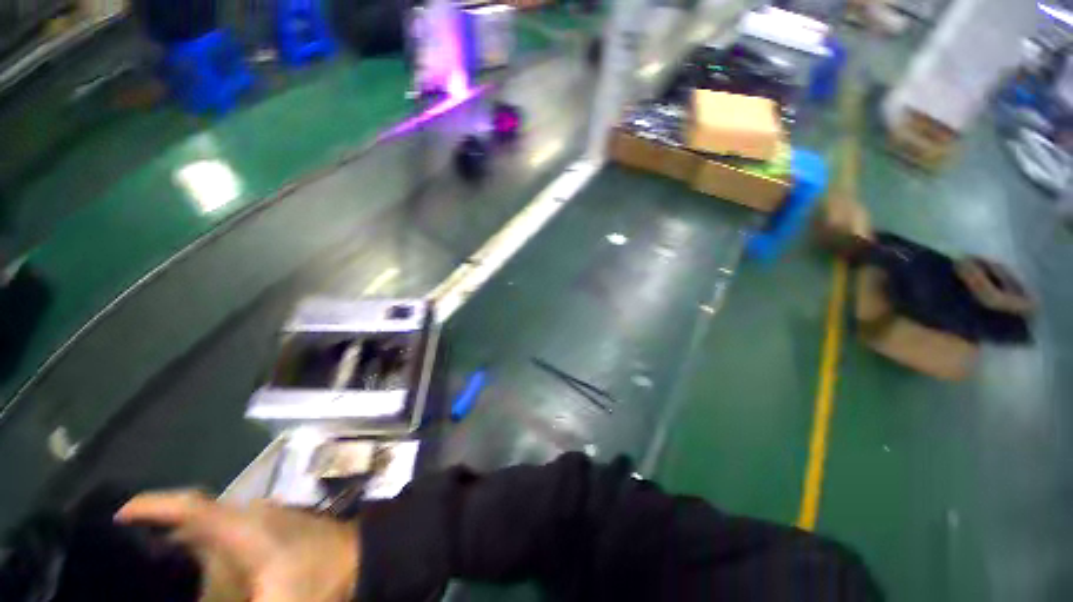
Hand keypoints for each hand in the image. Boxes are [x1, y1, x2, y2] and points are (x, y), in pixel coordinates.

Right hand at [117, 491, 358, 601]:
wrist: (365, 561)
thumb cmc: (320, 582)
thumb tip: (198, 595)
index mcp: (243, 528)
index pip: (191, 506)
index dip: (153, 506)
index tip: (118, 516)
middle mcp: (251, 516)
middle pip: (196, 516)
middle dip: (159, 533)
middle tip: (125, 555)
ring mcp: (267, 521)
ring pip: (213, 526)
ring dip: (183, 544)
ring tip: (152, 568)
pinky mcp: (277, 531)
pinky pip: (231, 536)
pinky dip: (208, 550)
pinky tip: (201, 575)